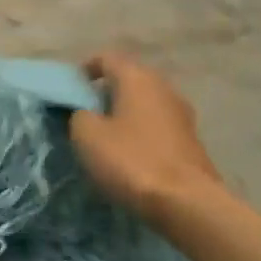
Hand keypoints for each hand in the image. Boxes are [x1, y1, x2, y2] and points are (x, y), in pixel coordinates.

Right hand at [68, 52, 221, 226]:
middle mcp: (164, 88)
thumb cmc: (130, 159)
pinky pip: (156, 124)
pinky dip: (139, 130)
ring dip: (124, 112)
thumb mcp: (86, 135)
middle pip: (129, 78)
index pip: (107, 58)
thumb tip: (85, 112)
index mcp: (137, 79)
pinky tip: (127, 151)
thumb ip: (79, 114)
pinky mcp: (190, 140)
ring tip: (104, 133)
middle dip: (105, 91)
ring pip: (145, 102)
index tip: (70, 88)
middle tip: (83, 111)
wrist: (185, 202)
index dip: (85, 69)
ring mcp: (182, 114)